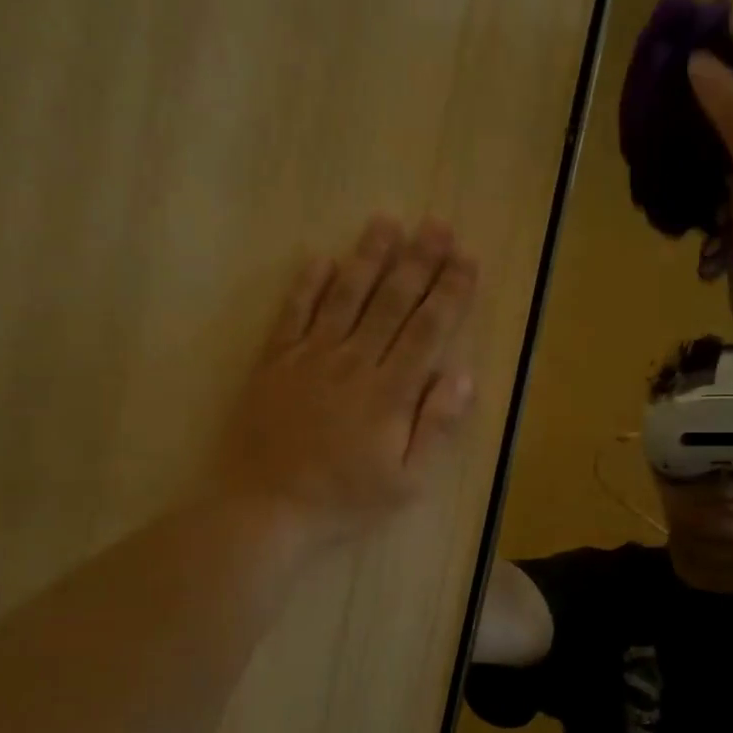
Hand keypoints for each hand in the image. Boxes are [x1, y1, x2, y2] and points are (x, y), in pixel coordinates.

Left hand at [216, 216, 477, 541]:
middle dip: (419, 261)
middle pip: (392, 301)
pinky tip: (320, 258)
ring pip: (345, 296)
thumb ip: (436, 426)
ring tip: (387, 222)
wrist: (265, 510)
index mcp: (390, 391)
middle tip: (437, 224)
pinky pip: (292, 314)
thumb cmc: (345, 500)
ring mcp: (310, 358)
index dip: (451, 291)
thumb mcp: (407, 480)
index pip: (428, 329)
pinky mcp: (274, 362)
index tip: (467, 258)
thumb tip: (462, 375)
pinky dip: (307, 284)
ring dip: (368, 258)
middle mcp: (353, 362)